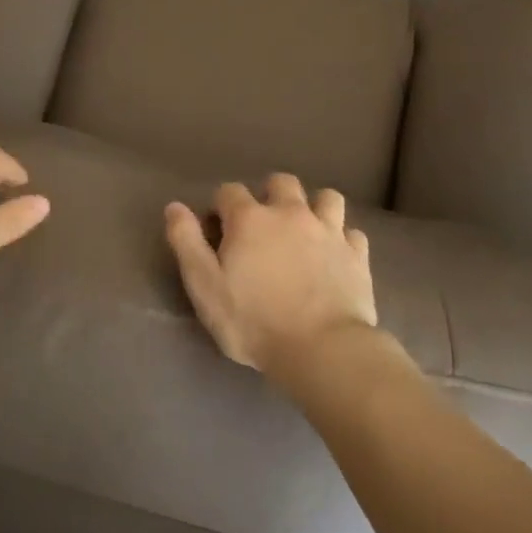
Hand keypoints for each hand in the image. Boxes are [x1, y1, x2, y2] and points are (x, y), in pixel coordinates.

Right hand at [165, 174, 376, 377]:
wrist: (323, 349)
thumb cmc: (253, 322)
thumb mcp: (205, 287)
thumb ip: (187, 243)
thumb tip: (174, 207)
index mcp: (250, 219)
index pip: (229, 191)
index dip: (220, 207)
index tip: (217, 230)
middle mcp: (291, 213)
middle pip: (281, 182)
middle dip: (269, 194)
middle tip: (262, 225)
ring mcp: (329, 231)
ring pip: (325, 197)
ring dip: (313, 206)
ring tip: (304, 229)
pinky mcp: (357, 254)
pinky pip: (352, 232)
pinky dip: (342, 238)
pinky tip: (335, 255)